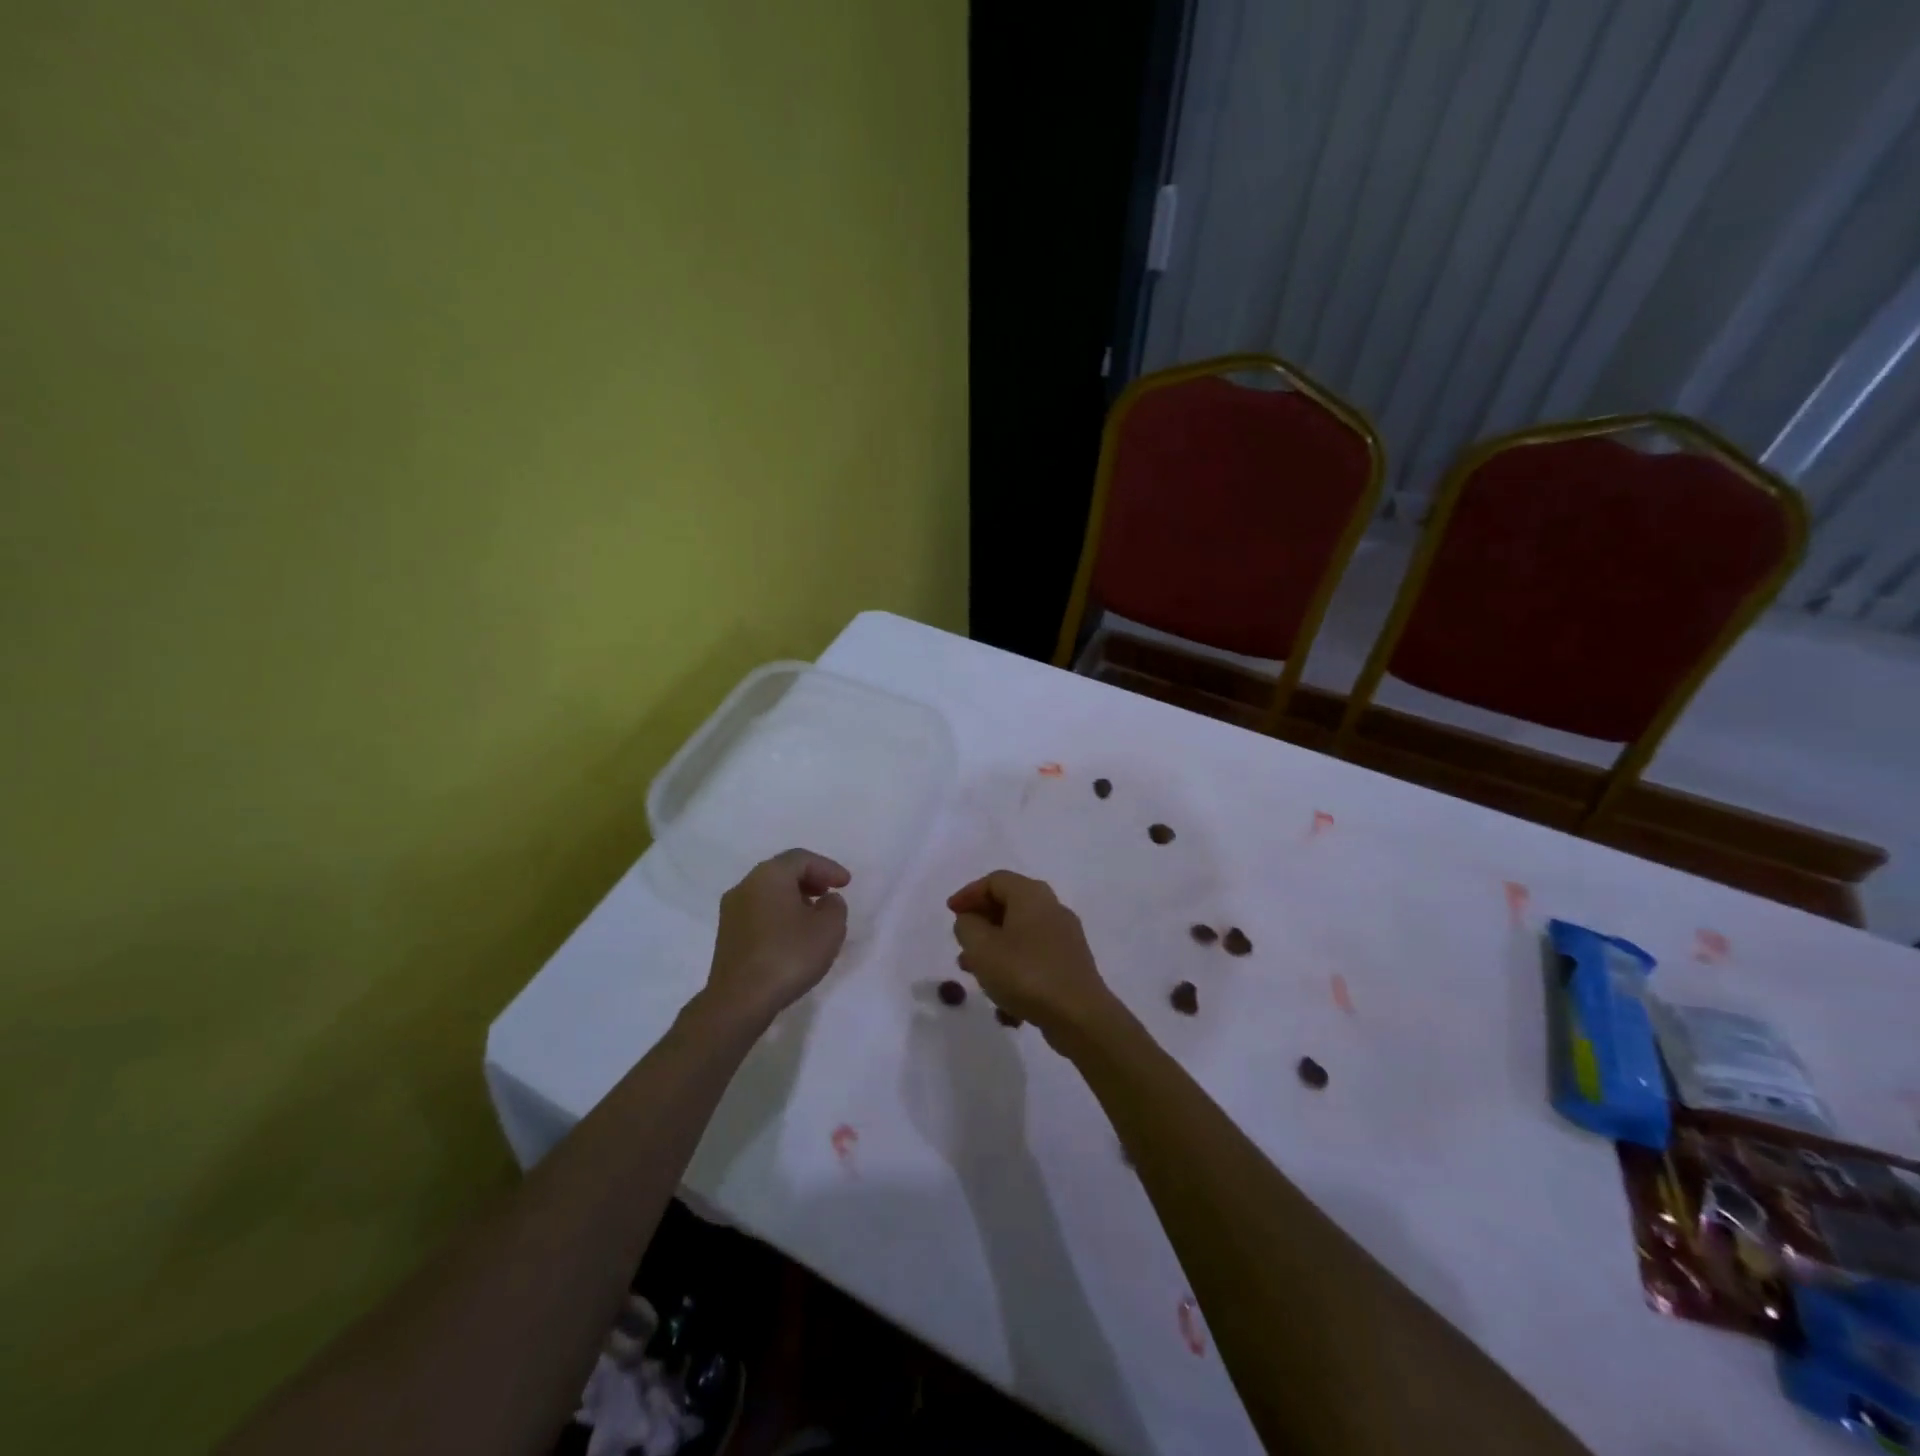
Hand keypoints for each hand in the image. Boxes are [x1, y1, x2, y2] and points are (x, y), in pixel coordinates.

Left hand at [702, 849, 850, 1027]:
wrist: (739, 1001)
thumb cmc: (788, 956)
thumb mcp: (829, 928)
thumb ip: (835, 906)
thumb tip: (826, 901)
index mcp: (769, 875)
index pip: (801, 859)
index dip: (827, 867)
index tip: (846, 883)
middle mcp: (745, 886)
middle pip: (782, 872)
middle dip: (810, 879)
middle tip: (830, 892)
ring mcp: (731, 911)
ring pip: (768, 892)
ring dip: (794, 897)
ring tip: (815, 915)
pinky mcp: (727, 935)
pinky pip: (759, 911)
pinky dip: (779, 913)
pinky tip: (793, 934)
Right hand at [947, 870, 1116, 1047]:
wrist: (1079, 1016)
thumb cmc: (1025, 974)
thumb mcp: (981, 948)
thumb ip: (967, 927)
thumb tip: (970, 920)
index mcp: (1031, 895)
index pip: (995, 880)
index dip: (969, 894)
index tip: (950, 914)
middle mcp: (1052, 908)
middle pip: (1009, 905)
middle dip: (981, 925)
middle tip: (962, 945)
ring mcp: (1065, 937)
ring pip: (1020, 934)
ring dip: (995, 950)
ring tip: (975, 975)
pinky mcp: (1070, 964)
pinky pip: (1035, 957)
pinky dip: (1014, 968)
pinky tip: (1004, 999)